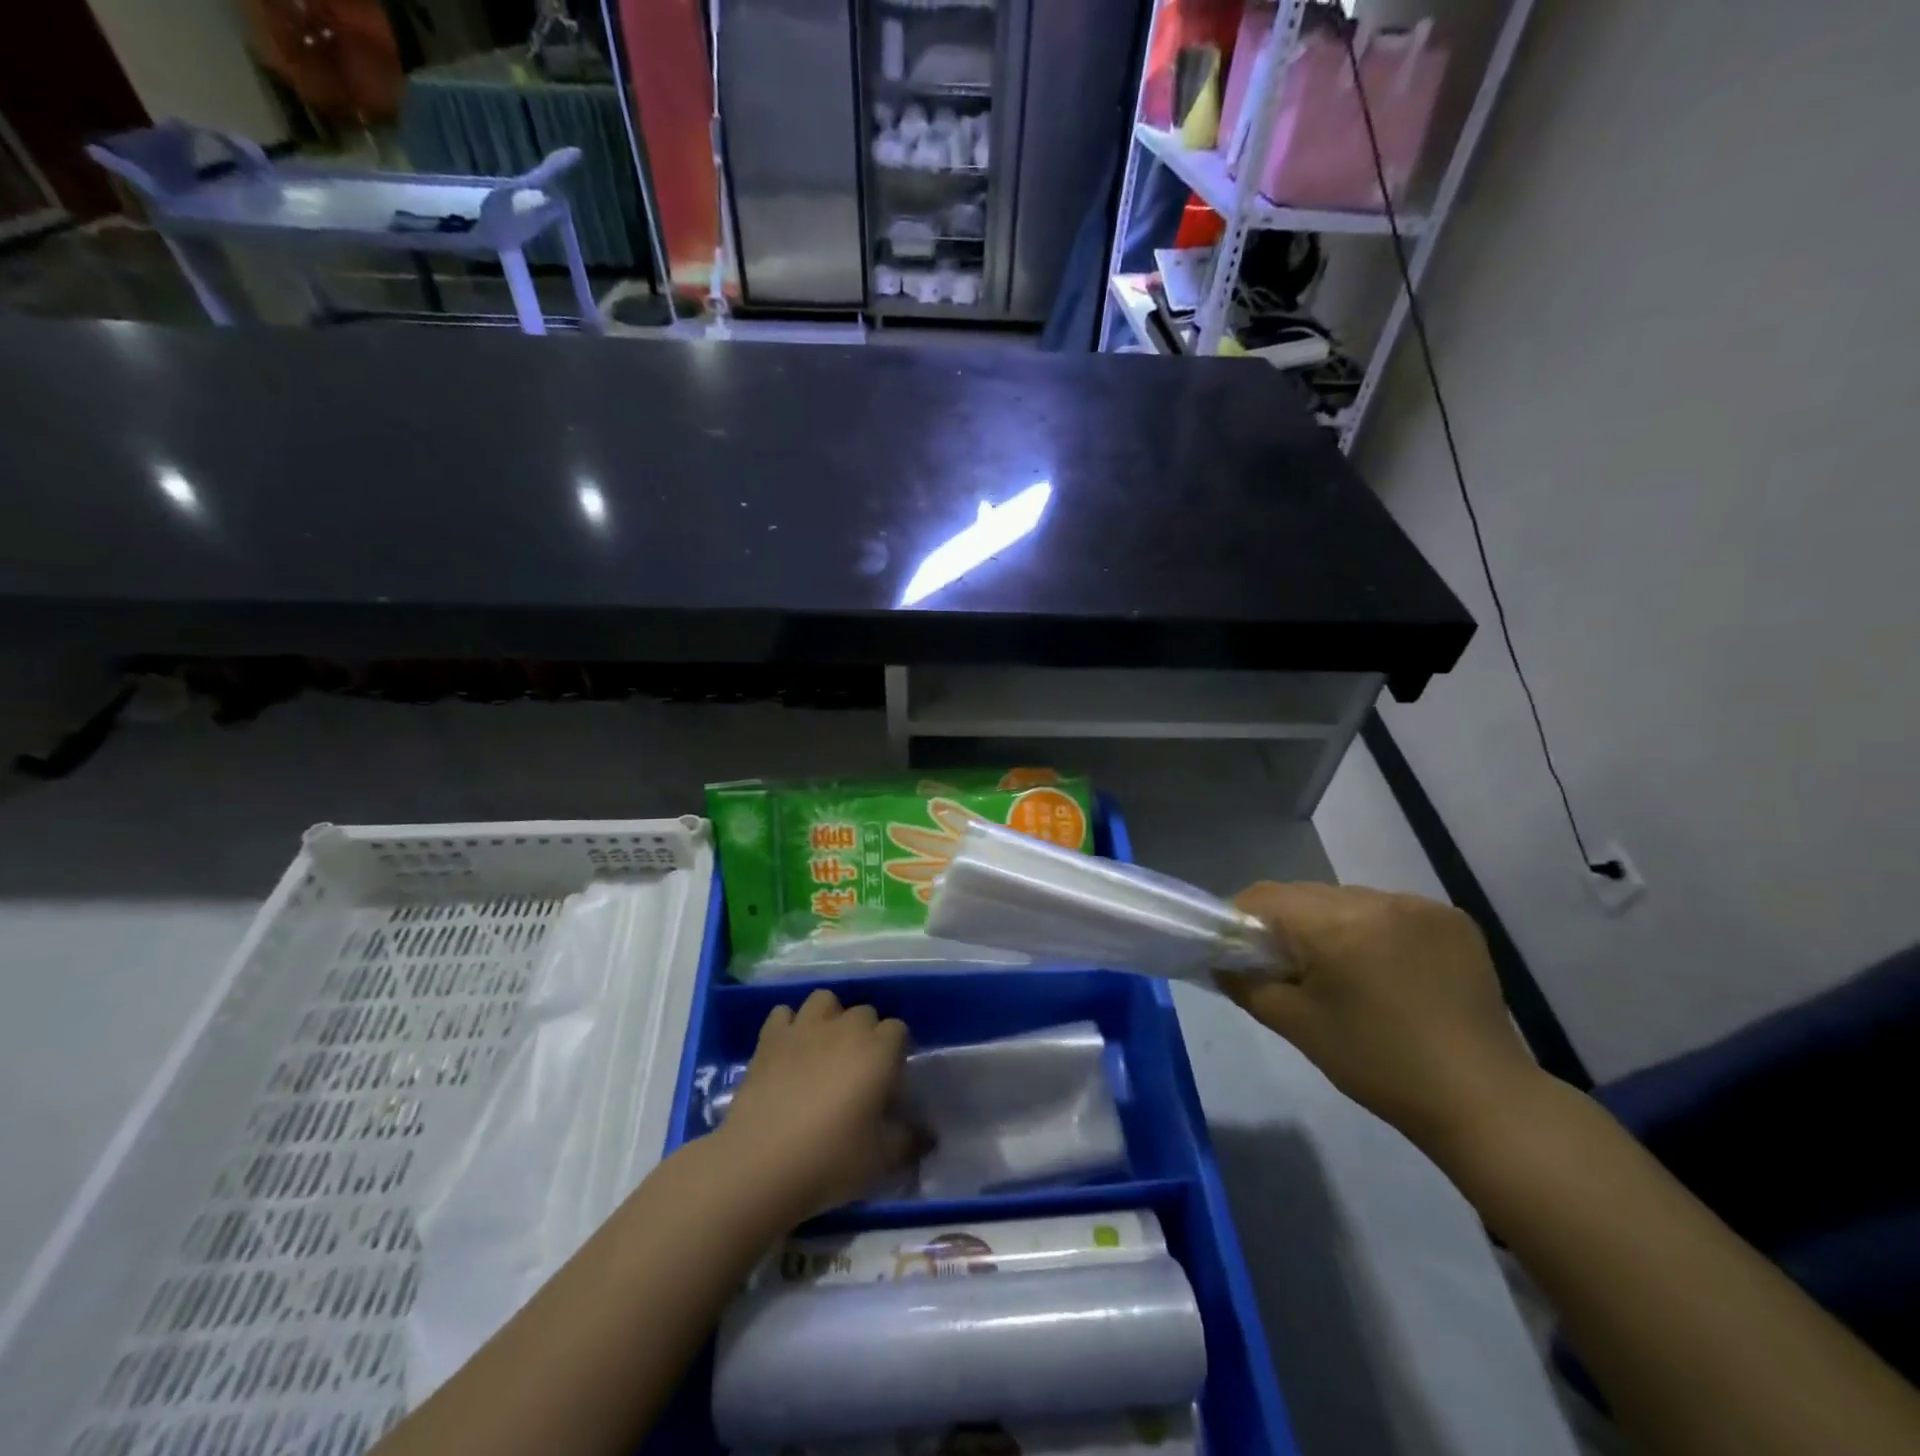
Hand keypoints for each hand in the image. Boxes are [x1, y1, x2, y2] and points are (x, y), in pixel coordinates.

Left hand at [716, 989, 914, 1221]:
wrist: (759, 1163)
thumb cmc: (830, 1159)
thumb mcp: (881, 1159)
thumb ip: (910, 1141)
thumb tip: (928, 1136)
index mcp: (878, 1050)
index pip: (899, 1030)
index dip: (896, 1052)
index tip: (890, 1080)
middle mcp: (845, 1028)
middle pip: (864, 1012)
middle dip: (866, 1034)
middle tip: (859, 1070)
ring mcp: (804, 1028)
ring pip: (825, 1000)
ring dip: (830, 1018)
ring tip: (825, 1049)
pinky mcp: (770, 1038)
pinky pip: (784, 1014)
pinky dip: (789, 1025)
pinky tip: (789, 1049)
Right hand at [1218, 882, 1544, 1152]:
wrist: (1482, 1100)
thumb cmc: (1377, 1065)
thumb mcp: (1296, 1026)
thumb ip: (1246, 984)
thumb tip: (1220, 961)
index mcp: (1335, 924)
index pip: (1264, 897)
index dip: (1240, 919)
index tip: (1238, 950)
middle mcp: (1377, 900)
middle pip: (1305, 895)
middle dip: (1287, 924)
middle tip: (1289, 968)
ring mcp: (1420, 905)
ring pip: (1348, 900)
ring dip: (1332, 925)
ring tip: (1344, 971)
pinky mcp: (1453, 918)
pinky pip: (1390, 910)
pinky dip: (1375, 930)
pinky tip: (1387, 969)